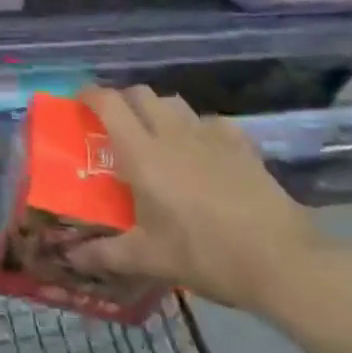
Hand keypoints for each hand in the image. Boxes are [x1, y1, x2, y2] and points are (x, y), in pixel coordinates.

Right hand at [66, 86, 344, 321]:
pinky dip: (197, 128)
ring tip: (157, 137)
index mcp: (142, 152)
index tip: (79, 102)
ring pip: (173, 102)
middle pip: (139, 93)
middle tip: (116, 126)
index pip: (107, 103)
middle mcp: (170, 132)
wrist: (280, 259)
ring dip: (158, 110)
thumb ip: (107, 254)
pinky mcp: (239, 142)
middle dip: (123, 101)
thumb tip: (71, 258)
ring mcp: (208, 133)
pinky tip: (202, 152)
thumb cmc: (205, 254)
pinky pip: (209, 121)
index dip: (89, 95)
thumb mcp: (150, 259)